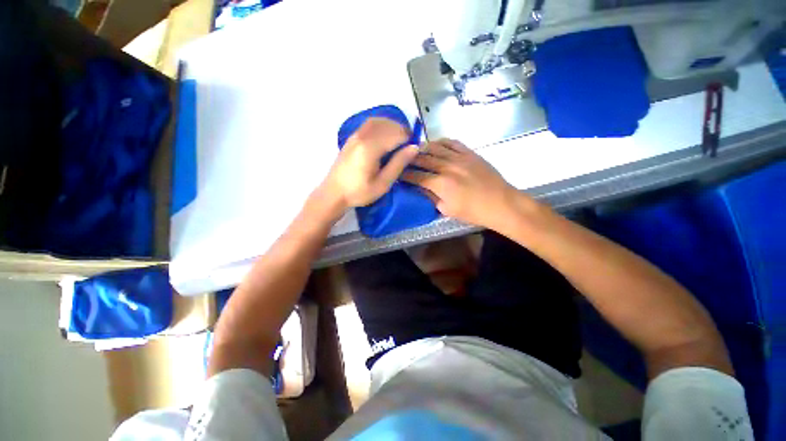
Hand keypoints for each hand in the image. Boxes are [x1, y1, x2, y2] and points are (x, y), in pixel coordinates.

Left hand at [320, 118, 418, 211]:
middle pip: (388, 124)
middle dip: (402, 132)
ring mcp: (355, 134)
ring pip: (379, 121)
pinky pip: (370, 124)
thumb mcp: (383, 183)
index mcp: (370, 148)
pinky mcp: (352, 137)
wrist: (334, 193)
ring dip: (392, 127)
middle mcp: (362, 136)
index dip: (409, 139)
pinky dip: (382, 126)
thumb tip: (414, 147)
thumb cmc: (359, 192)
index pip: (396, 134)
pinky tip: (385, 139)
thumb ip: (398, 163)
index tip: (413, 151)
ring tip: (398, 142)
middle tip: (408, 148)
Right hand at [402, 139, 518, 229]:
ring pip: (435, 148)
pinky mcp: (469, 153)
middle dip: (410, 160)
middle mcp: (447, 167)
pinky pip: (452, 142)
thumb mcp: (447, 210)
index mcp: (441, 184)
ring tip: (415, 151)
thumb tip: (419, 188)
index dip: (405, 174)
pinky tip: (435, 144)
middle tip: (402, 160)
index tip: (398, 173)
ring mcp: (459, 157)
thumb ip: (431, 197)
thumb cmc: (472, 212)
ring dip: (423, 148)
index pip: (417, 176)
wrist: (500, 203)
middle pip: (423, 159)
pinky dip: (441, 142)